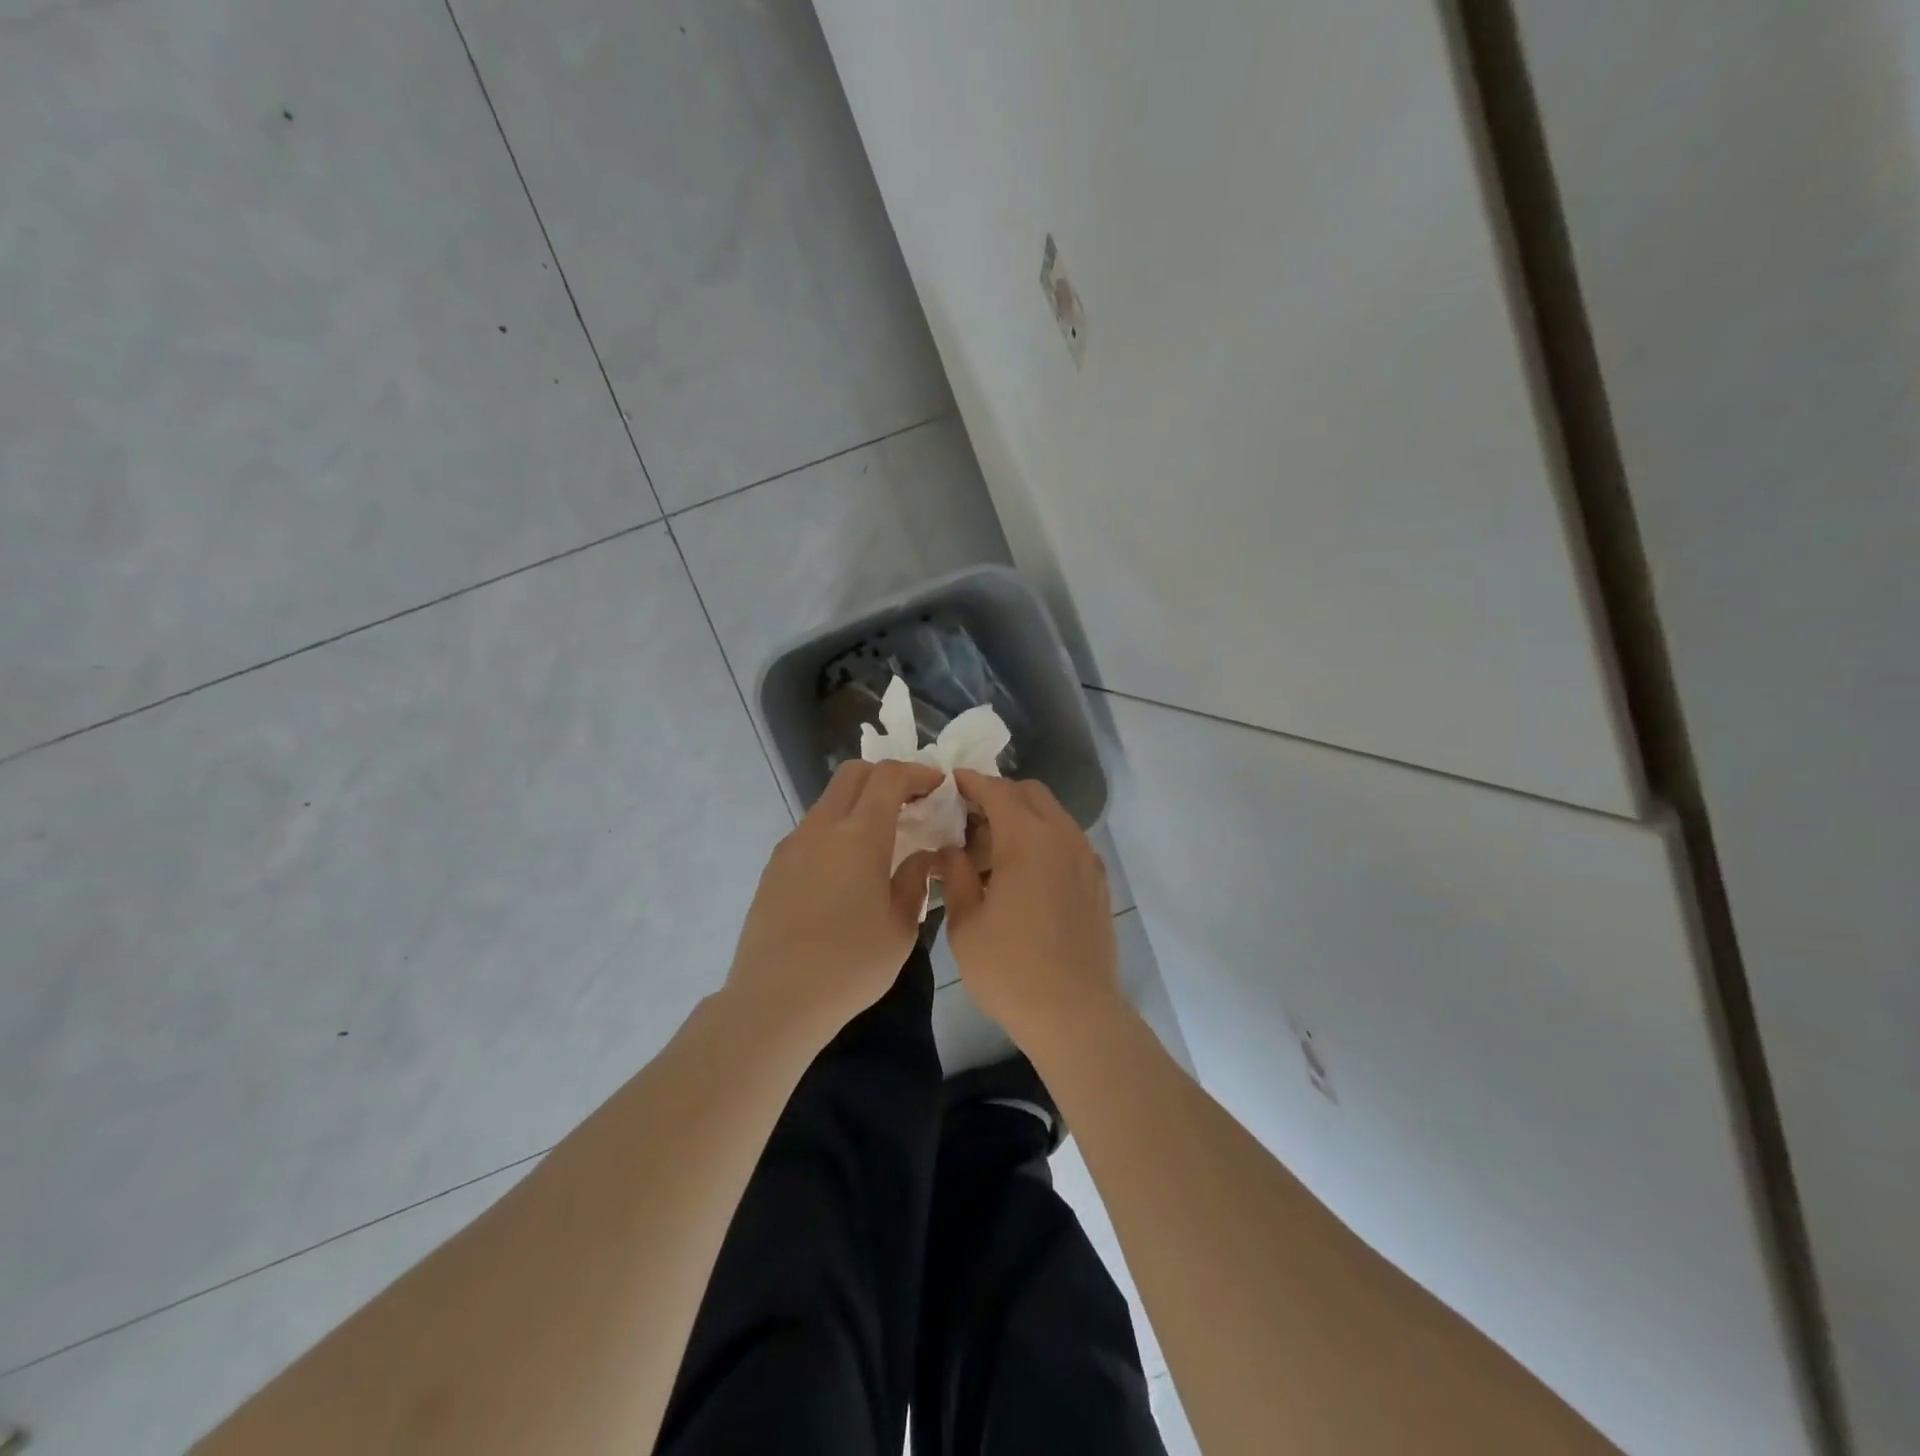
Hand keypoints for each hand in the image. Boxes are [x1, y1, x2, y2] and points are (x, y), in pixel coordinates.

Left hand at [725, 759, 943, 1052]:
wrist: (775, 1000)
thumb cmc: (849, 966)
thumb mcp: (901, 927)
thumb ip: (915, 881)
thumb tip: (921, 857)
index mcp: (859, 836)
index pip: (889, 777)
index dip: (917, 773)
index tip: (937, 786)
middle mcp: (821, 828)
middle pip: (853, 773)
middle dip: (886, 775)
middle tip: (912, 802)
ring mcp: (792, 845)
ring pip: (829, 800)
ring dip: (859, 803)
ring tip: (883, 838)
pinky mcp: (774, 867)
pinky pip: (812, 830)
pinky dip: (838, 829)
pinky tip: (848, 868)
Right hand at [939, 770, 1120, 1056]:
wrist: (1075, 1014)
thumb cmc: (1010, 969)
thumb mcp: (966, 924)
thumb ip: (955, 875)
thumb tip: (950, 851)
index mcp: (1027, 839)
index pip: (996, 790)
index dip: (970, 782)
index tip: (949, 783)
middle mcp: (1062, 837)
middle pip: (1030, 793)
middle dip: (998, 795)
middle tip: (968, 819)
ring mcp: (1086, 858)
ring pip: (1052, 815)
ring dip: (1022, 817)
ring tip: (993, 849)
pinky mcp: (1098, 881)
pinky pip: (1068, 841)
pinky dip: (1044, 839)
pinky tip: (1024, 872)